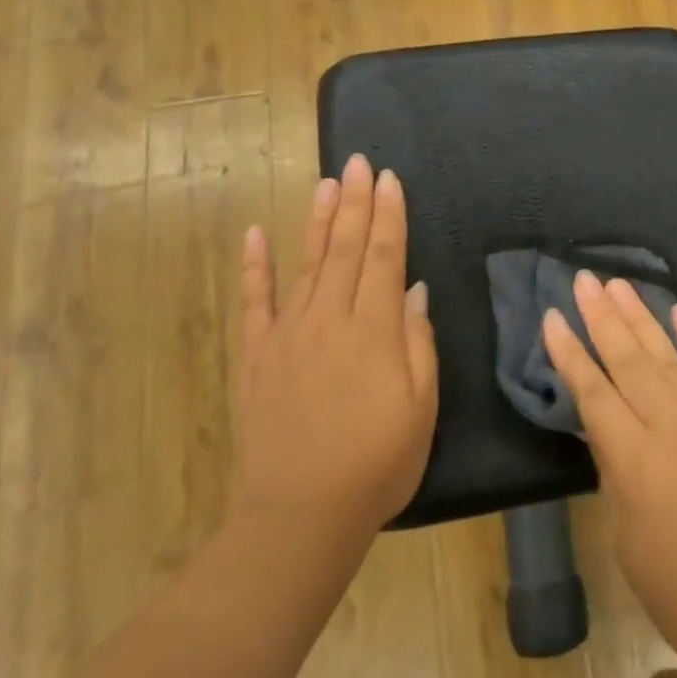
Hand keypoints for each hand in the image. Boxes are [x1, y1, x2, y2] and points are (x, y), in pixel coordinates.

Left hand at [235, 154, 438, 535]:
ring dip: (318, 221)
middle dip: (356, 203)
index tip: (390, 179)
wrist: (302, 515)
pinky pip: (254, 304)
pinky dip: (254, 268)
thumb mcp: (422, 407)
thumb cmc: (378, 463)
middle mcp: (329, 320)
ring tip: (327, 183)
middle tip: (360, 162)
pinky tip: (256, 235)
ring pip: (306, 265)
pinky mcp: (257, 358)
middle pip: (346, 250)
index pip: (385, 257)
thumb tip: (413, 292)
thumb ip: (417, 343)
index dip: (389, 216)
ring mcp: (287, 336)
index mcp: (374, 330)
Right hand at [543, 273, 676, 673]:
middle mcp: (672, 426)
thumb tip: (602, 418)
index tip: (553, 316)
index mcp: (634, 459)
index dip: (570, 352)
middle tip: (584, 279)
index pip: (593, 391)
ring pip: (668, 355)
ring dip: (642, 316)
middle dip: (602, 316)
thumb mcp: (622, 527)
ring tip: (619, 283)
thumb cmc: (670, 581)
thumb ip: (612, 462)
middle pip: (629, 359)